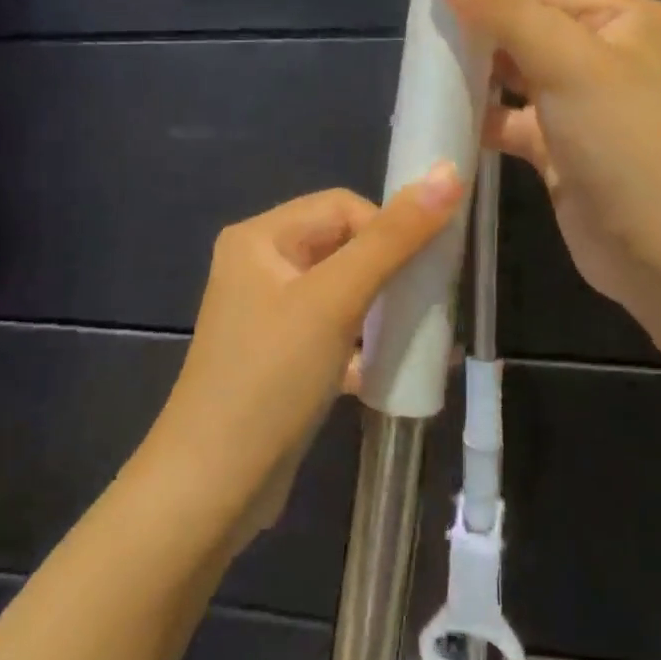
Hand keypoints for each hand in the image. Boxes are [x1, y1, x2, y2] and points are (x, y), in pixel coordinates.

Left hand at [147, 169, 463, 542]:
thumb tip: (448, 173)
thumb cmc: (271, 377)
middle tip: (428, 299)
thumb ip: (394, 238)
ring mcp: (268, 316)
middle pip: (343, 247)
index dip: (387, 228)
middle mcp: (260, 267)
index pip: (342, 206)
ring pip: (343, 293)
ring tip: (420, 333)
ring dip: (383, 309)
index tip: (422, 267)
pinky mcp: (281, 359)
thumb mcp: (335, 300)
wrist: (213, 487)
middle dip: (390, 271)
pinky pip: (334, 334)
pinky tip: (395, 368)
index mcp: (260, 238)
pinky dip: (364, 345)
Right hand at [430, 0, 660, 339]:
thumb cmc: (626, 144)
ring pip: (514, 79)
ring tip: (419, 76)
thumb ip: (504, 7)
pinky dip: (481, 121)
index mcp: (620, 19)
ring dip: (473, 79)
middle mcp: (604, 55)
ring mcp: (582, 107)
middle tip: (415, 41)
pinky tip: (441, 121)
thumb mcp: (567, 62)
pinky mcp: (561, 151)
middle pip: (522, 32)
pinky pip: (512, 123)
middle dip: (473, 37)